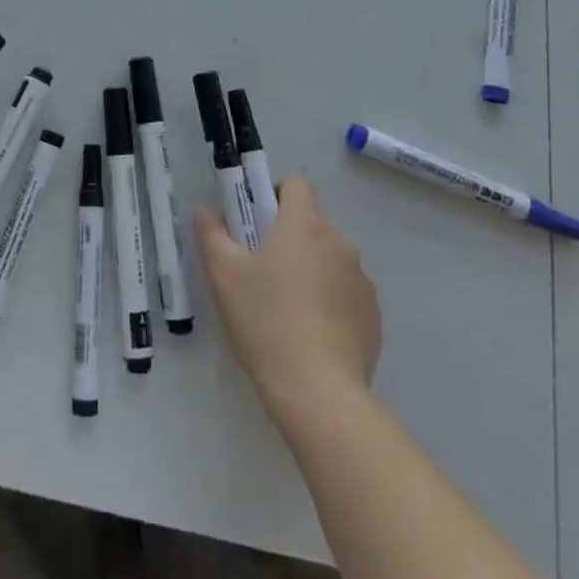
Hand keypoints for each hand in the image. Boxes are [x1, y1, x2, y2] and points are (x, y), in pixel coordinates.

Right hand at [195, 177, 379, 414]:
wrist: (319, 394)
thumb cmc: (266, 321)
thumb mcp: (224, 275)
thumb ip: (211, 234)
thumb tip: (204, 209)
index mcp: (305, 224)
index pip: (296, 184)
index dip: (274, 194)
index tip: (255, 222)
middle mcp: (339, 242)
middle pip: (312, 222)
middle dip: (288, 236)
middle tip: (261, 268)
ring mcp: (362, 280)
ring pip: (330, 258)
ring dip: (310, 268)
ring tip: (286, 308)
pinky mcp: (373, 316)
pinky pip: (346, 293)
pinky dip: (329, 301)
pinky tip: (310, 334)